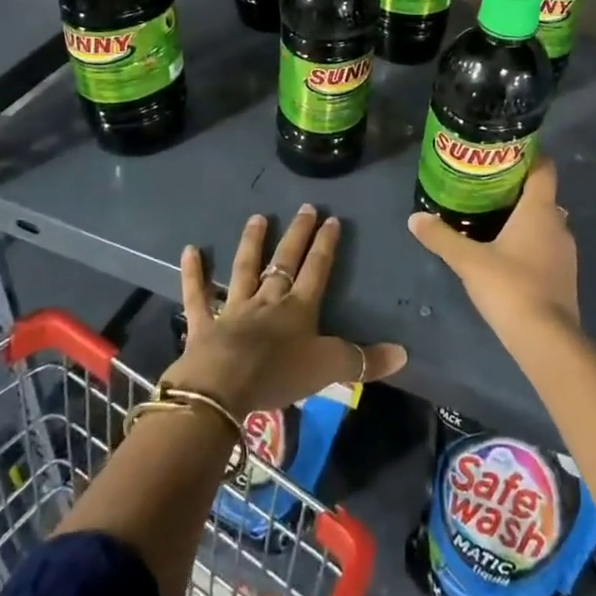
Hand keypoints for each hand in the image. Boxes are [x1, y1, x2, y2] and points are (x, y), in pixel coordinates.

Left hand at [167, 204, 406, 416]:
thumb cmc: (279, 375)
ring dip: (251, 243)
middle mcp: (269, 300)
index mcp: (299, 308)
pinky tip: (189, 250)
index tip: (332, 219)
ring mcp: (235, 308)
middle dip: (297, 234)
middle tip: (304, 208)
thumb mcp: (330, 369)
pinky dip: (193, 273)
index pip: (317, 269)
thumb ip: (365, 360)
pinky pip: (198, 295)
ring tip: (257, 218)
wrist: (224, 387)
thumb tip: (405, 353)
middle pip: (285, 261)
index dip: (325, 245)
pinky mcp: (205, 323)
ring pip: (245, 268)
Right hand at [409, 156, 579, 346]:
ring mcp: (565, 252)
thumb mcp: (468, 260)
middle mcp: (559, 224)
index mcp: (540, 210)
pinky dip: (529, 242)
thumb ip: (441, 237)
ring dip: (523, 218)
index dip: (529, 155)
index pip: (544, 168)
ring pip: (545, 223)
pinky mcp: (564, 276)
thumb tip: (414, 218)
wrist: (546, 339)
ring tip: (492, 218)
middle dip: (517, 189)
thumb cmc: (510, 287)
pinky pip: (546, 246)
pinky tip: (506, 253)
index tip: (505, 152)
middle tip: (487, 187)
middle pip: (542, 195)